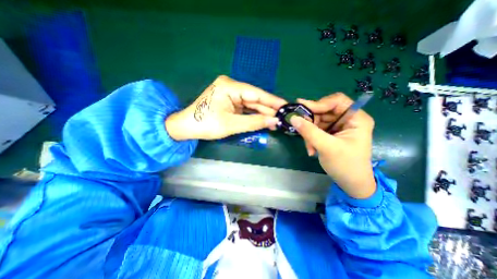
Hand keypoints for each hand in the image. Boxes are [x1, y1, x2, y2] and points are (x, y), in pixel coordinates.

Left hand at [165, 76, 285, 139]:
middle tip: (283, 117)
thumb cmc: (206, 125)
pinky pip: (246, 108)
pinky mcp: (230, 102)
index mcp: (229, 86)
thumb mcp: (231, 124)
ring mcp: (230, 94)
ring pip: (251, 104)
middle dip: (268, 109)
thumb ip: (254, 122)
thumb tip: (274, 121)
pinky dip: (254, 115)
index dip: (272, 101)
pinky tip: (264, 120)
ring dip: (262, 113)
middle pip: (255, 99)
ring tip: (276, 121)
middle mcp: (231, 87)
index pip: (256, 93)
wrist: (187, 127)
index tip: (286, 106)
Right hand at [290, 93, 374, 198]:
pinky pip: (316, 128)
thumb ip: (309, 131)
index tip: (302, 109)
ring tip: (309, 146)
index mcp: (356, 118)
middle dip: (311, 121)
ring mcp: (338, 126)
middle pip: (325, 110)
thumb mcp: (327, 147)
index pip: (337, 101)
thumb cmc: (345, 165)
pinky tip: (311, 148)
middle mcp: (348, 119)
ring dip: (309, 132)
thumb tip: (293, 118)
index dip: (319, 103)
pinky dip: (311, 137)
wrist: (351, 183)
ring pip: (318, 120)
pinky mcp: (331, 133)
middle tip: (300, 129)